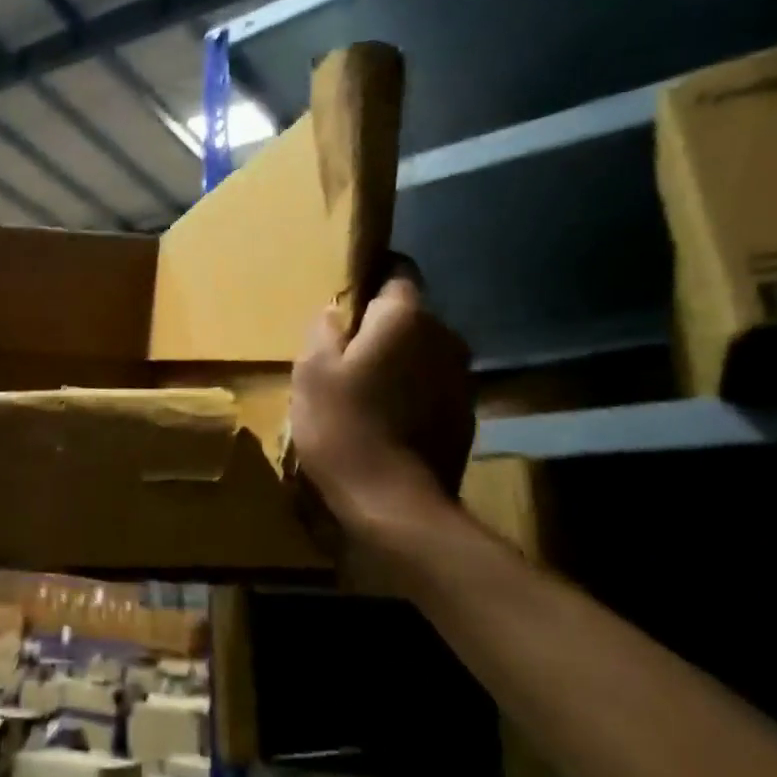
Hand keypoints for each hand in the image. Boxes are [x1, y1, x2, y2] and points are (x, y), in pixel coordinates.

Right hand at [290, 273, 474, 561]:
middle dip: (382, 325)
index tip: (349, 295)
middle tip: (345, 350)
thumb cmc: (343, 426)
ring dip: (399, 360)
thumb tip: (336, 312)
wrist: (394, 504)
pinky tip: (387, 417)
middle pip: (411, 315)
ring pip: (423, 352)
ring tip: (364, 387)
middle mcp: (444, 337)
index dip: (373, 277)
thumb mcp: (311, 371)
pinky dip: (412, 391)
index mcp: (406, 318)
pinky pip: (432, 385)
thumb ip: (324, 330)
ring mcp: (461, 378)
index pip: (399, 272)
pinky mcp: (465, 414)